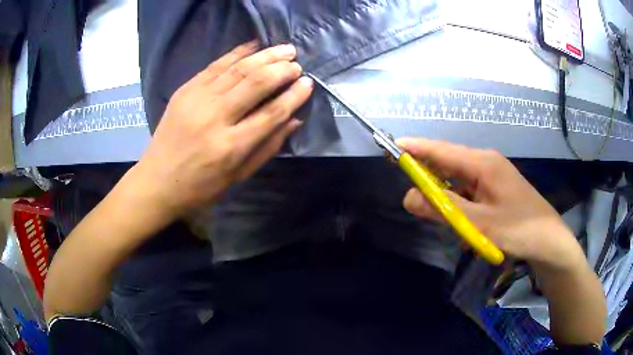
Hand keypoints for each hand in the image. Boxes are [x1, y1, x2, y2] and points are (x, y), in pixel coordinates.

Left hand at [130, 41, 313, 218]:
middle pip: (256, 84)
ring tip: (284, 49)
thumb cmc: (200, 186)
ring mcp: (197, 100)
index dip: (294, 95)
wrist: (157, 181)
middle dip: (281, 69)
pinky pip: (216, 65)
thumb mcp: (238, 175)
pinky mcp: (185, 90)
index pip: (271, 113)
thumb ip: (267, 146)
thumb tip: (294, 119)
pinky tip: (254, 45)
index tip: (308, 83)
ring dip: (265, 56)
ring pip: (238, 69)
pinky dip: (237, 53)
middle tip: (297, 63)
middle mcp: (215, 118)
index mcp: (230, 146)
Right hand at [397, 138, 584, 270]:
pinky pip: (468, 193)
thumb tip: (408, 197)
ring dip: (447, 201)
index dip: (414, 148)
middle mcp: (485, 163)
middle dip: (428, 180)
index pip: (440, 150)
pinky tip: (467, 228)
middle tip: (416, 202)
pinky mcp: (494, 190)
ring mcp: (491, 176)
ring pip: (457, 182)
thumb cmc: (518, 229)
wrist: (548, 242)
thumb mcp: (479, 223)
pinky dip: (460, 208)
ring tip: (453, 225)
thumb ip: (443, 209)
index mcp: (482, 163)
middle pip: (447, 164)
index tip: (390, 148)